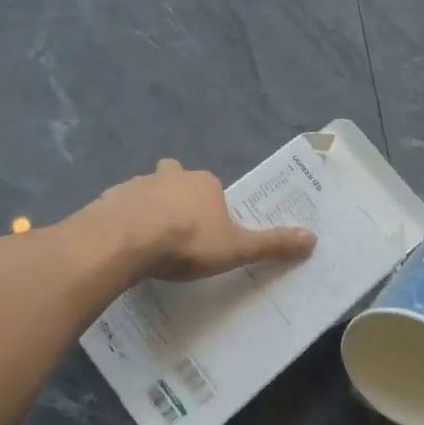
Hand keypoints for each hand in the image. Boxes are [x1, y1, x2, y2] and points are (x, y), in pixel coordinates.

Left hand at [92, 158, 316, 281]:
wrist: (126, 239)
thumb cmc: (187, 242)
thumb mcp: (235, 248)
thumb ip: (271, 243)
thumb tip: (313, 238)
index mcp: (204, 183)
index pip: (212, 188)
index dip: (210, 207)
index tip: (207, 232)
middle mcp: (171, 175)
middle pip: (177, 179)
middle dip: (177, 197)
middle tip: (177, 229)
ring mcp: (137, 184)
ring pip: (146, 191)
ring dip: (148, 208)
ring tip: (147, 240)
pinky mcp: (110, 198)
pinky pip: (119, 207)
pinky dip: (122, 220)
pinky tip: (122, 243)